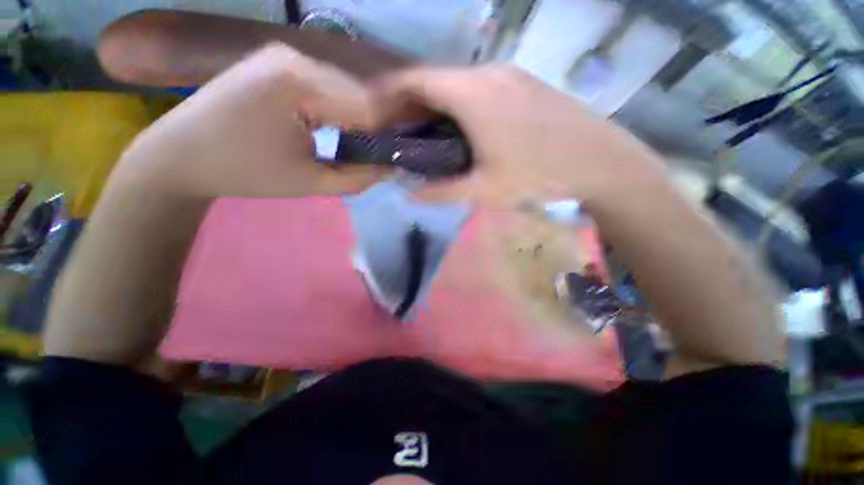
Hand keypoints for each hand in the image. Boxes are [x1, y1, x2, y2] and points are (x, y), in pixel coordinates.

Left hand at [115, 43, 390, 198]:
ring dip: (358, 120)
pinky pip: (325, 87)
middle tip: (381, 157)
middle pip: (358, 94)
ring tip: (362, 147)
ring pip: (344, 90)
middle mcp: (295, 56)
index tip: (397, 158)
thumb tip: (393, 169)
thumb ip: (359, 177)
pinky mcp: (278, 64)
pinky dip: (339, 111)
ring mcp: (285, 56)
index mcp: (299, 81)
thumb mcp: (310, 182)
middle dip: (374, 128)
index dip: (388, 135)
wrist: (179, 155)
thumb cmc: (242, 172)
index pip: (368, 106)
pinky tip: (337, 130)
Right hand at [378, 65, 668, 206]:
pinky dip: (460, 101)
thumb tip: (409, 191)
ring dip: (437, 102)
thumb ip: (441, 191)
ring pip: (458, 82)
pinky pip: (479, 86)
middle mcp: (489, 73)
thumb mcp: (484, 190)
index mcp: (473, 94)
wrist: (600, 161)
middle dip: (412, 101)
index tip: (376, 111)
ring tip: (427, 130)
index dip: (390, 92)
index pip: (417, 79)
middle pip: (436, 78)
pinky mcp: (524, 82)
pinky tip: (462, 125)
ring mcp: (510, 74)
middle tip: (400, 128)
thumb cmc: (538, 176)